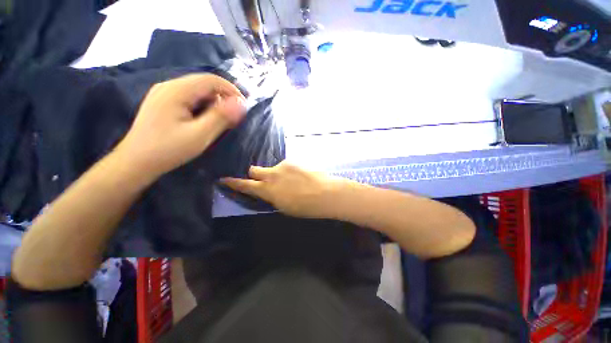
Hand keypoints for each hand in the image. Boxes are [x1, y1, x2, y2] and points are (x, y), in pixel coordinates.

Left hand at [115, 73, 245, 178]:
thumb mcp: (200, 135)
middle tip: (232, 117)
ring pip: (197, 90)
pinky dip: (202, 106)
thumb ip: (221, 117)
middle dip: (223, 97)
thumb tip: (241, 103)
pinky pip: (189, 97)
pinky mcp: (163, 102)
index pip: (211, 80)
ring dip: (213, 102)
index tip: (244, 107)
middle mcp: (169, 86)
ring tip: (219, 121)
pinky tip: (203, 120)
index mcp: (177, 90)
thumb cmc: (169, 149)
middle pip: (204, 83)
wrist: (136, 162)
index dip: (231, 90)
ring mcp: (164, 93)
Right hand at [221, 162, 345, 218]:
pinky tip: (299, 177)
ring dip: (276, 174)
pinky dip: (288, 171)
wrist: (326, 193)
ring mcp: (282, 166)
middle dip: (254, 175)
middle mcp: (272, 175)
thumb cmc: (306, 207)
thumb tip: (268, 191)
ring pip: (271, 168)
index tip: (224, 179)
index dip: (234, 183)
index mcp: (268, 191)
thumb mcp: (284, 207)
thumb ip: (272, 197)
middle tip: (264, 180)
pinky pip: (285, 166)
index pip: (245, 185)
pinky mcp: (293, 161)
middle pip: (253, 169)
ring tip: (291, 182)